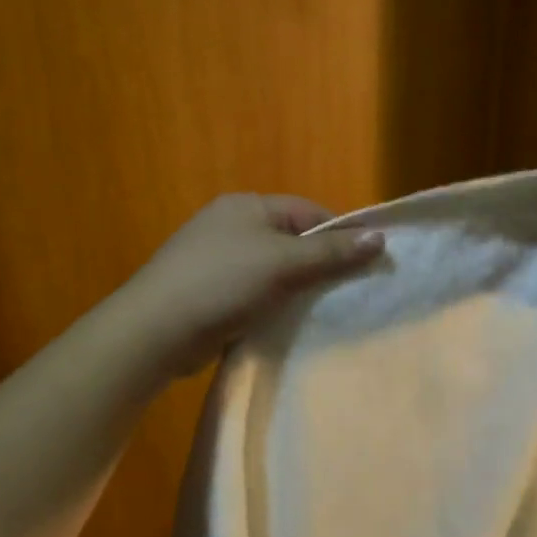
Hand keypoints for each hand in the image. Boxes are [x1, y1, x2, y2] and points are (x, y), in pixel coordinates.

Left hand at [120, 194, 383, 377]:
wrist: (156, 330)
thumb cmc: (223, 284)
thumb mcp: (284, 264)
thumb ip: (331, 253)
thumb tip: (381, 237)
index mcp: (248, 207)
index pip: (309, 213)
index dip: (340, 236)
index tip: (367, 265)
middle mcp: (231, 226)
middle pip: (292, 241)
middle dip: (320, 265)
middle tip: (349, 293)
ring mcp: (216, 259)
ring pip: (273, 270)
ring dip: (296, 289)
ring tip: (323, 312)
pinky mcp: (209, 291)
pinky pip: (254, 292)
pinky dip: (272, 305)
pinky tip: (286, 323)